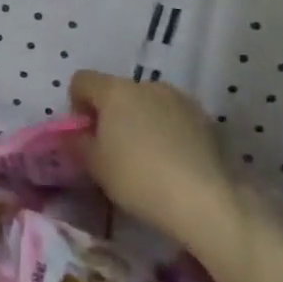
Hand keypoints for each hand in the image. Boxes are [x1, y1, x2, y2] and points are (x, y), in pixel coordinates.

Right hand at [68, 72, 251, 271]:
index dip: (76, 104)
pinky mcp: (206, 120)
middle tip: (112, 149)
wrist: (205, 200)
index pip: (82, 81)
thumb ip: (77, 142)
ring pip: (147, 103)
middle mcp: (148, 86)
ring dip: (139, 121)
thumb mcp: (93, 164)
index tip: (84, 134)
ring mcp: (181, 100)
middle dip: (110, 114)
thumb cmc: (137, 178)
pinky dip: (165, 131)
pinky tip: (170, 161)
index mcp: (116, 91)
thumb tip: (77, 134)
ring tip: (144, 156)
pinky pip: (172, 118)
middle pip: (117, 91)